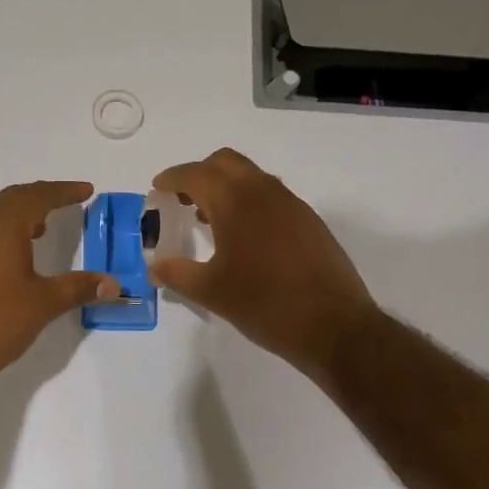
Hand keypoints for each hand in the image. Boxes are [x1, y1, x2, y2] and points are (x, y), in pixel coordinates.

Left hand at [0, 181, 117, 382]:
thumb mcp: (43, 304)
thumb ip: (78, 288)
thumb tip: (113, 284)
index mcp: (3, 228)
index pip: (37, 196)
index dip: (63, 191)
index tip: (86, 190)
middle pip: (13, 198)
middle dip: (42, 195)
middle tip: (67, 200)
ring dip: (22, 213)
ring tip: (45, 226)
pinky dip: (8, 231)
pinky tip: (18, 255)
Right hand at [148, 149, 374, 376]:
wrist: (333, 325)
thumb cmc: (264, 304)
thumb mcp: (211, 292)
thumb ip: (177, 274)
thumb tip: (154, 267)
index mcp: (236, 202)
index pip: (196, 174)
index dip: (172, 178)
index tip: (157, 189)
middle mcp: (264, 192)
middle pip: (225, 163)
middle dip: (199, 174)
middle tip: (181, 200)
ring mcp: (292, 204)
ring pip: (251, 177)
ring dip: (226, 187)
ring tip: (208, 220)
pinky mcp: (309, 221)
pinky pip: (271, 196)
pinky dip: (249, 202)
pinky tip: (244, 237)